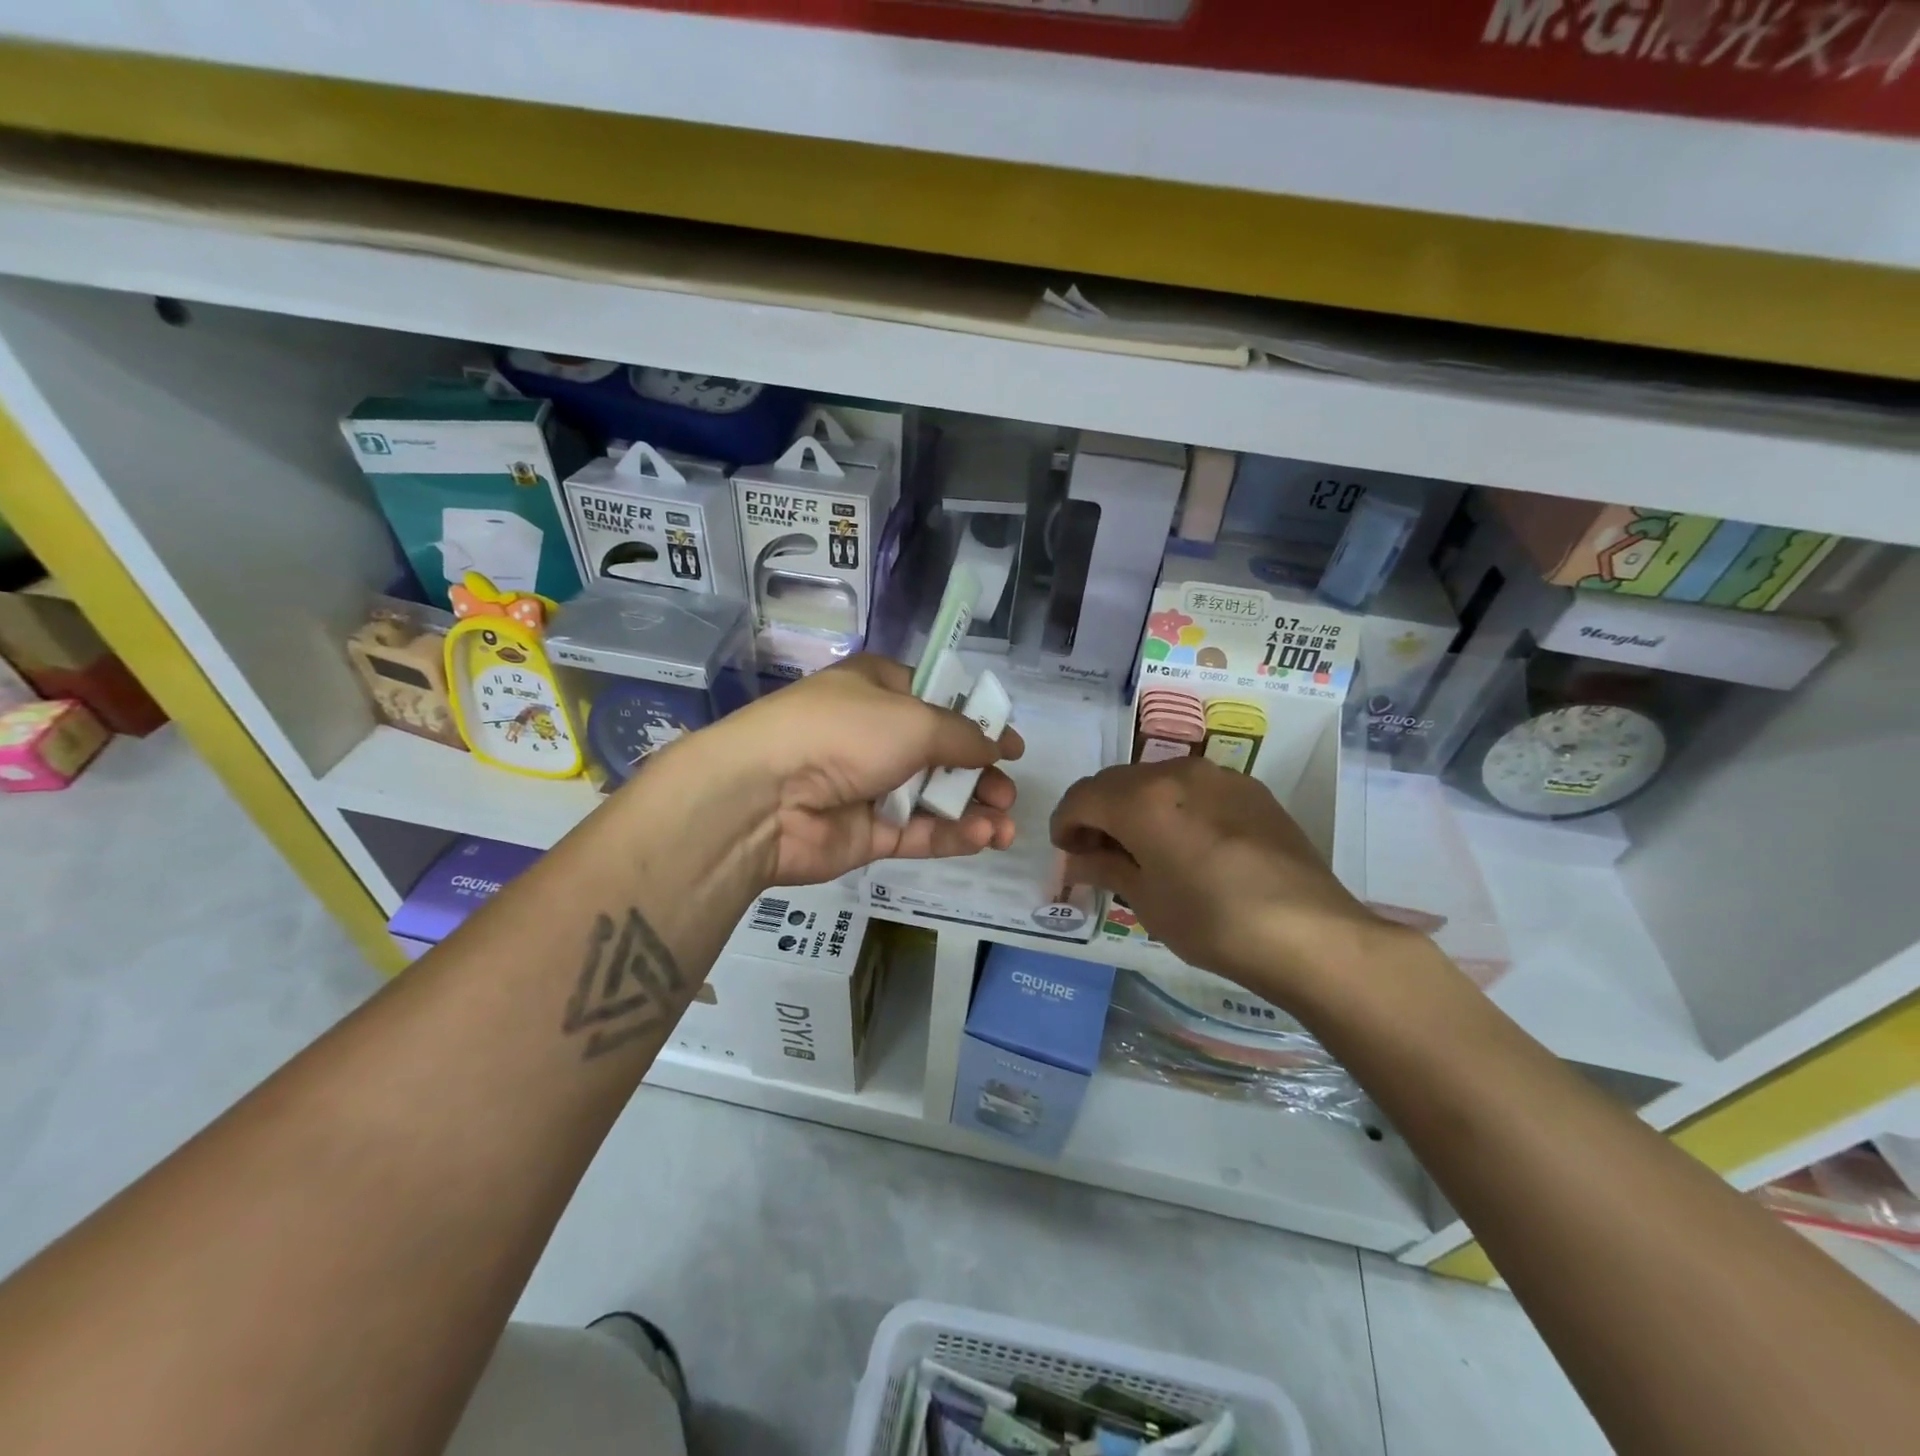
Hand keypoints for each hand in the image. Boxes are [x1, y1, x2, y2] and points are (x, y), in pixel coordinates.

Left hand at [696, 654, 1022, 887]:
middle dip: (980, 774)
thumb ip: (963, 736)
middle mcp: (874, 734)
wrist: (765, 797)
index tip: (1011, 745)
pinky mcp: (866, 832)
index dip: (977, 722)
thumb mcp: (915, 720)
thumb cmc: (844, 734)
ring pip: (932, 798)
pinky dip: (951, 835)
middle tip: (1007, 792)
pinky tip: (985, 837)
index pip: (937, 700)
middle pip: (941, 754)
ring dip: (973, 810)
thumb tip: (998, 747)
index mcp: (878, 689)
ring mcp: (869, 786)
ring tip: (1005, 825)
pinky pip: (917, 832)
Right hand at [1050, 757, 1400, 1005]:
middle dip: (1098, 812)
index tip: (1066, 850)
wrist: (1310, 933)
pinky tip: (1188, 843)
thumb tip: (1078, 858)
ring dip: (1136, 806)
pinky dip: (1174, 806)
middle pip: (1116, 782)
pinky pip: (1194, 787)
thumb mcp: (1147, 901)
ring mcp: (1218, 776)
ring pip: (1156, 779)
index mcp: (1141, 799)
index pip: (1082, 796)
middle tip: (1098, 851)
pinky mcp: (1251, 790)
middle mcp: (1176, 772)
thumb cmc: (1213, 922)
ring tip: (1143, 847)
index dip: (1065, 822)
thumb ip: (1105, 868)